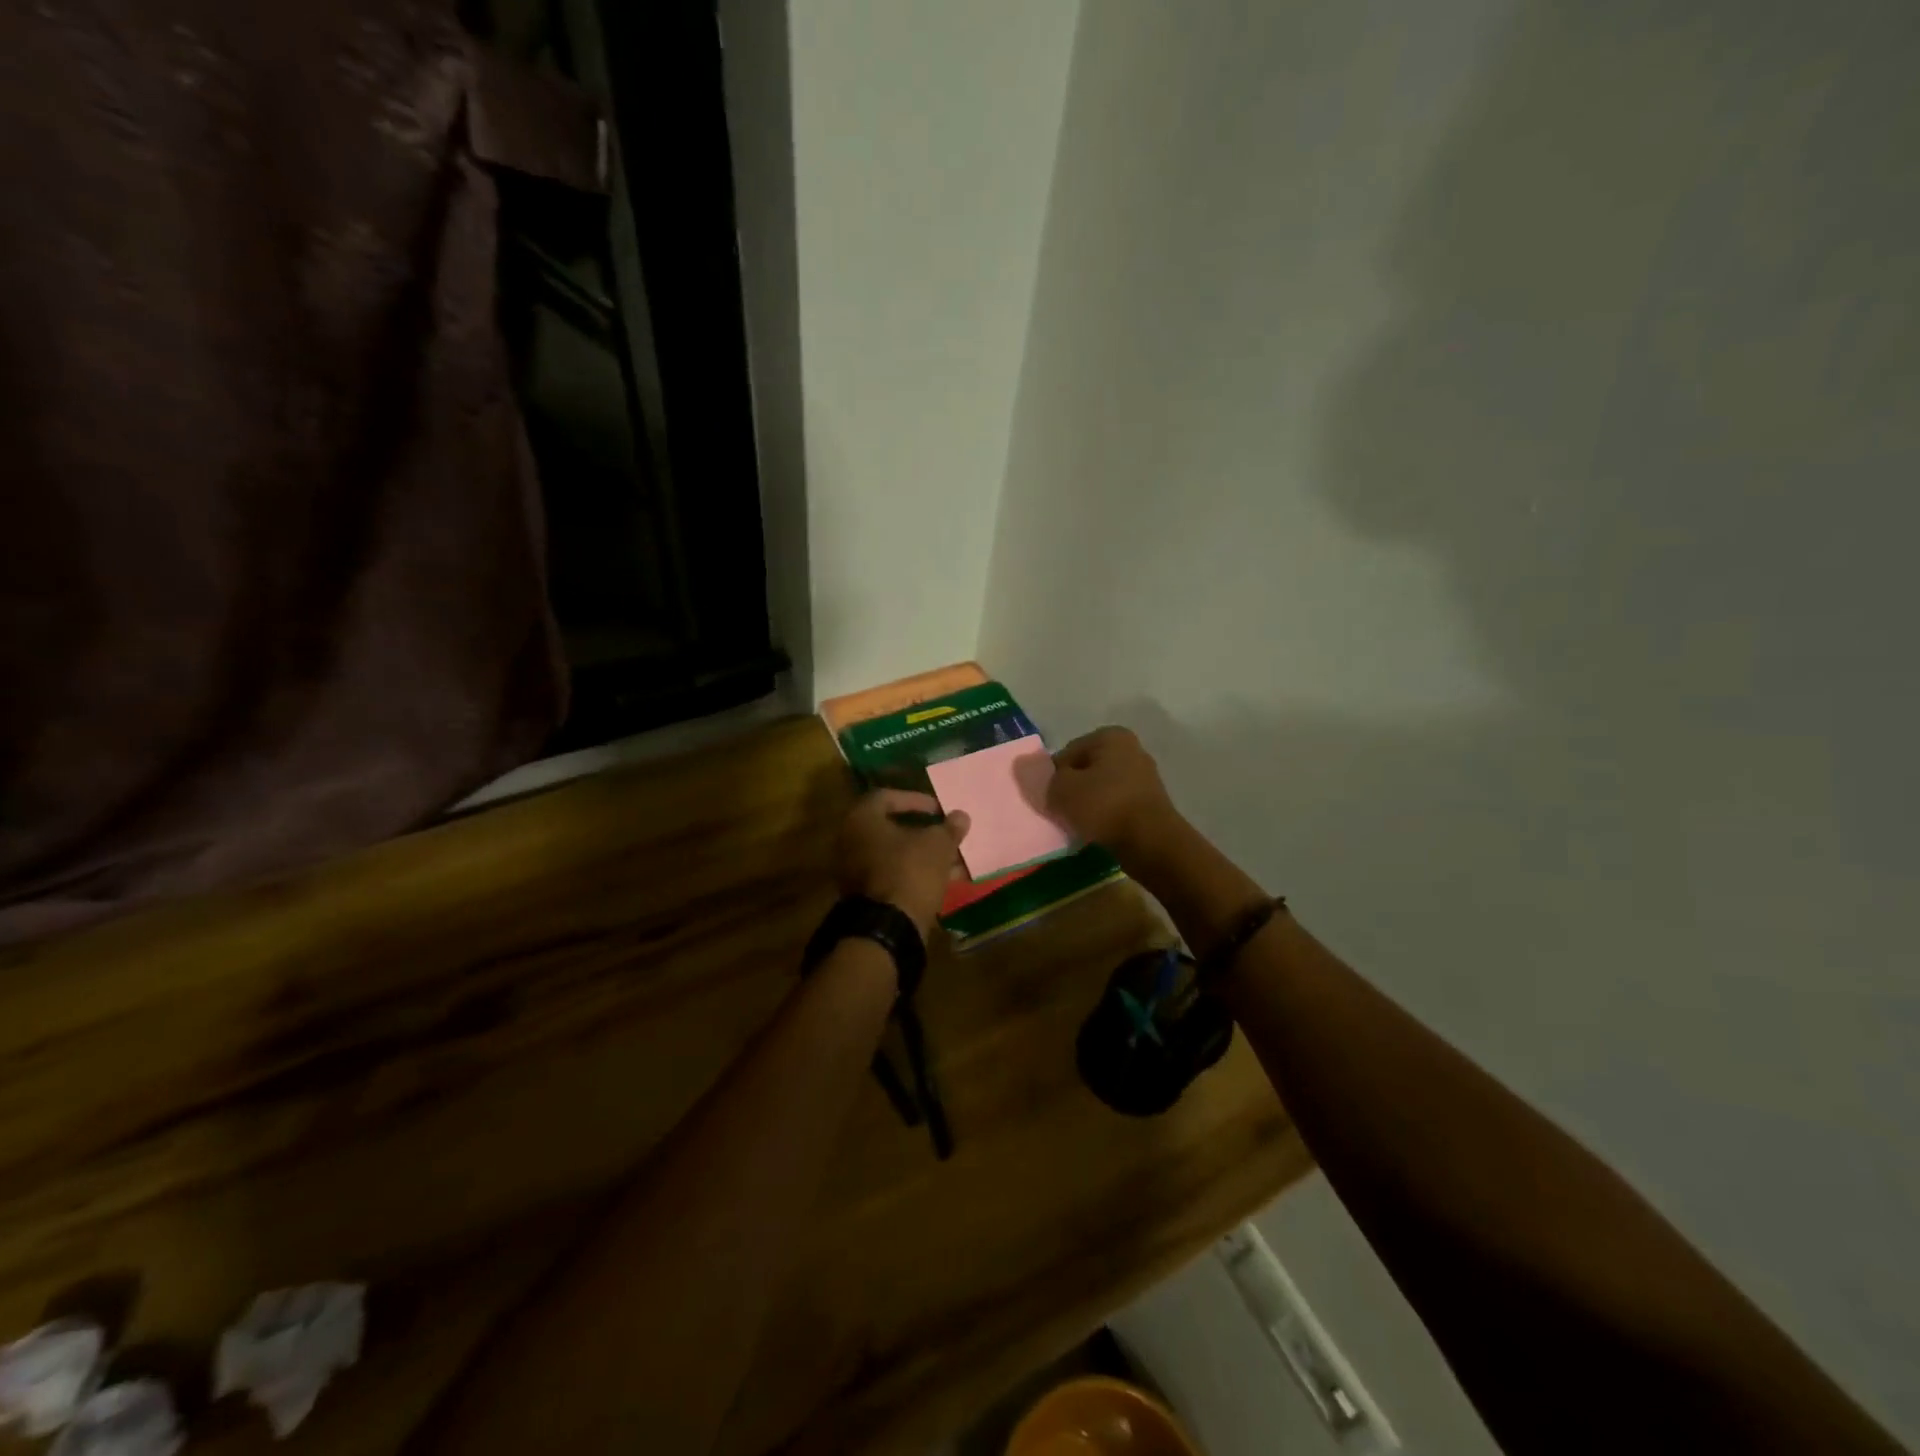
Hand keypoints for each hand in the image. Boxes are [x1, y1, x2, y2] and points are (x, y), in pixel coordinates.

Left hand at [835, 790, 970, 937]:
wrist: (887, 928)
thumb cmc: (910, 872)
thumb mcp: (937, 846)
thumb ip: (949, 828)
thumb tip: (960, 816)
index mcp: (861, 819)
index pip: (887, 797)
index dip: (916, 800)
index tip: (939, 810)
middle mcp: (850, 841)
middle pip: (890, 828)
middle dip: (922, 831)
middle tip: (945, 834)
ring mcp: (853, 870)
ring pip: (893, 855)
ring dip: (922, 855)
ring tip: (952, 861)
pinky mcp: (863, 895)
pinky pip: (891, 875)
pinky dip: (913, 874)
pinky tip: (941, 880)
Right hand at [1047, 727, 1184, 870]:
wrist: (1150, 841)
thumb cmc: (1104, 805)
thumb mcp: (1062, 789)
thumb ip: (1048, 779)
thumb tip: (1049, 779)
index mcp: (1111, 736)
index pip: (1067, 753)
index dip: (1054, 776)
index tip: (1049, 797)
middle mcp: (1131, 749)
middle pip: (1086, 769)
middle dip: (1072, 789)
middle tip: (1061, 811)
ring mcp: (1144, 776)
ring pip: (1101, 788)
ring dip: (1088, 804)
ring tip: (1079, 824)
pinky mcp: (1150, 802)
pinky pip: (1116, 805)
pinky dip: (1105, 815)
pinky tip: (1097, 830)